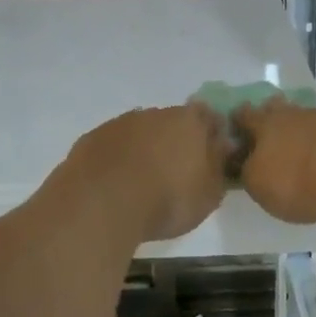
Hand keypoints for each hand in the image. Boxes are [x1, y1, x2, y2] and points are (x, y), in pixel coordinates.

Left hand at [65, 105, 231, 242]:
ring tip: (144, 182)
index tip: (210, 154)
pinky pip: (113, 146)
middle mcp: (155, 114)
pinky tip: (116, 183)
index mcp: (189, 121)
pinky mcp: (93, 138)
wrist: (103, 202)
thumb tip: (222, 146)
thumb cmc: (167, 199)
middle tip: (176, 172)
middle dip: (175, 140)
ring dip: (144, 149)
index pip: (208, 116)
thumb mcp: (208, 194)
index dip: (210, 133)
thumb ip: (218, 166)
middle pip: (171, 122)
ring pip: (140, 132)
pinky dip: (118, 159)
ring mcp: (121, 123)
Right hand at [233, 100, 315, 225]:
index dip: (237, 122)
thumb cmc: (298, 181)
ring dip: (299, 131)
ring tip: (299, 151)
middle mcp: (293, 113)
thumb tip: (246, 163)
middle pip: (276, 109)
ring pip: (304, 119)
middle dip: (270, 119)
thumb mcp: (259, 186)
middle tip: (268, 137)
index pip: (244, 115)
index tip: (235, 132)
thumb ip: (248, 172)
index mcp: (265, 123)